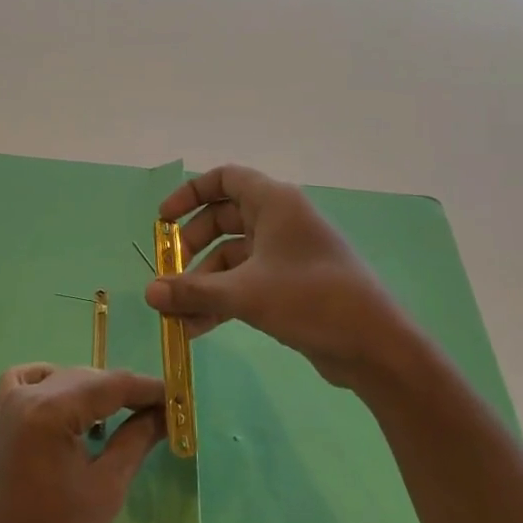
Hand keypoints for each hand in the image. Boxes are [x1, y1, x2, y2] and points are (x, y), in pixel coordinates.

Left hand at [0, 365, 166, 522]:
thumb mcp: (106, 488)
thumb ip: (136, 439)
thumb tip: (165, 412)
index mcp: (51, 410)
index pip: (111, 384)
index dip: (148, 388)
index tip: (179, 398)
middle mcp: (27, 394)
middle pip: (87, 377)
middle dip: (125, 391)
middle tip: (159, 412)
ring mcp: (8, 403)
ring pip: (62, 378)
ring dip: (93, 390)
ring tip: (121, 416)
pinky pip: (28, 381)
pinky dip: (53, 383)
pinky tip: (70, 406)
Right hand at [142, 164, 408, 388]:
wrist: (374, 344)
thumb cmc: (310, 299)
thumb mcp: (245, 293)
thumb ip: (193, 290)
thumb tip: (148, 293)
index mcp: (274, 202)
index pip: (224, 178)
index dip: (189, 194)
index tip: (163, 222)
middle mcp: (280, 220)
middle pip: (223, 219)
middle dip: (192, 247)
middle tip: (169, 273)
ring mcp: (287, 253)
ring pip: (233, 256)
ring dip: (203, 283)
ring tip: (176, 316)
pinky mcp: (292, 285)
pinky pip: (246, 282)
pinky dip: (223, 299)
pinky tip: (197, 329)